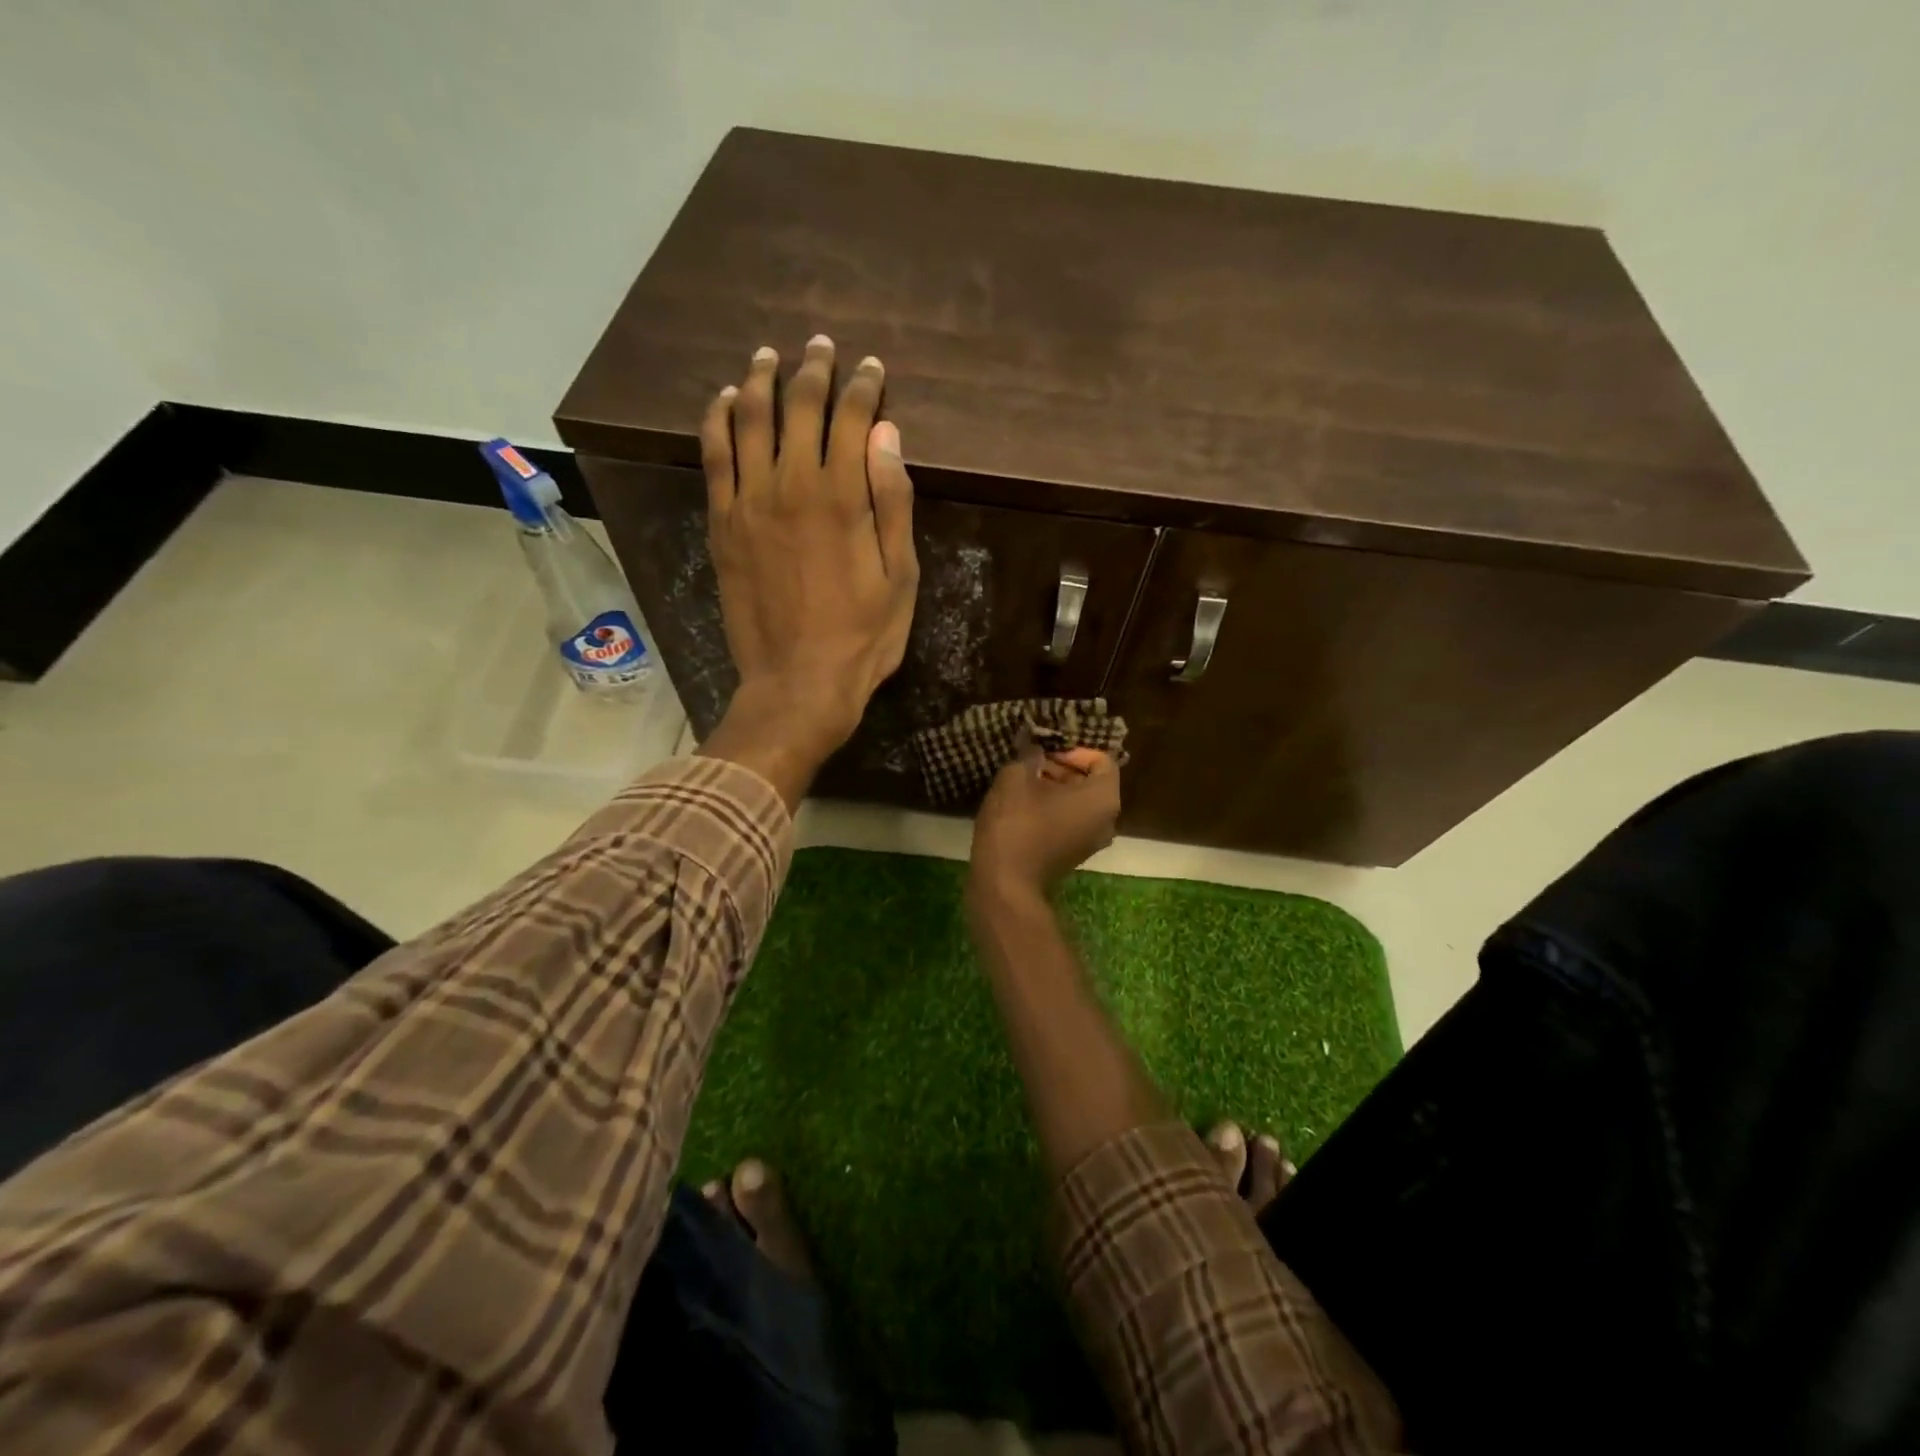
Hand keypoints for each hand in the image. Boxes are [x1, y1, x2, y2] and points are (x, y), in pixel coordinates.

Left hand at [696, 336, 918, 804]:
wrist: (797, 684)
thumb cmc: (862, 637)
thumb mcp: (900, 577)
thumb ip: (893, 502)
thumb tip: (885, 433)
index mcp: (842, 497)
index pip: (852, 418)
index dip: (864, 387)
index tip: (872, 369)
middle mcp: (790, 485)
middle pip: (799, 408)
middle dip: (814, 370)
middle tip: (822, 347)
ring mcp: (747, 502)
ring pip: (749, 419)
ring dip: (760, 380)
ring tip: (768, 356)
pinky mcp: (721, 524)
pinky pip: (713, 456)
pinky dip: (717, 419)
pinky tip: (723, 400)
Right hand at [969, 736, 1121, 903]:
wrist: (1005, 883)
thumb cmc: (1016, 824)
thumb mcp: (1016, 777)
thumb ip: (1029, 755)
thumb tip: (1034, 747)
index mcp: (1103, 798)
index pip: (1101, 759)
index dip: (1072, 750)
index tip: (1044, 752)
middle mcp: (1107, 820)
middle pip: (1091, 781)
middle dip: (1061, 767)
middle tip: (1029, 763)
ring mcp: (1092, 841)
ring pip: (1079, 802)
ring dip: (1054, 787)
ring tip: (1022, 781)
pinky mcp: (1073, 855)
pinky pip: (1070, 820)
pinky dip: (1052, 809)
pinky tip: (1022, 805)